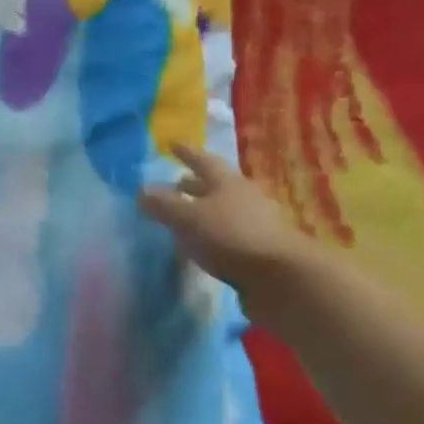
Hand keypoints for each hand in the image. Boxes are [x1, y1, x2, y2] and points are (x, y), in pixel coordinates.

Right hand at [139, 145, 312, 295]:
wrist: (282, 279)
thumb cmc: (231, 237)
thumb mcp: (188, 219)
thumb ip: (163, 205)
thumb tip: (141, 190)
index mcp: (227, 182)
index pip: (203, 161)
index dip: (186, 153)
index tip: (173, 145)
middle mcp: (244, 197)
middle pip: (216, 186)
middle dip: (195, 184)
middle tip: (176, 184)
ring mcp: (256, 224)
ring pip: (223, 211)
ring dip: (204, 211)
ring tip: (184, 218)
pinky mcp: (260, 249)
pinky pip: (229, 234)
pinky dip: (213, 234)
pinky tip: (201, 245)